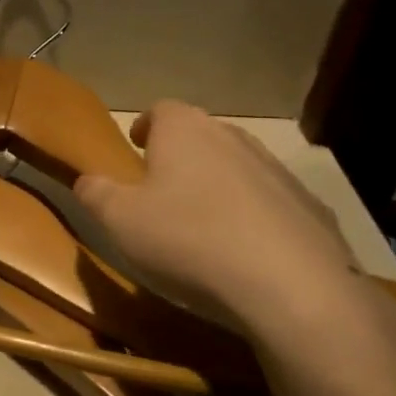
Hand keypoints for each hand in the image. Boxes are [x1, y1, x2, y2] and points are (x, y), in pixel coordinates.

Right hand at [73, 100, 361, 345]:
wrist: (291, 286)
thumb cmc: (188, 240)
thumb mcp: (120, 221)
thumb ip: (96, 194)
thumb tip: (85, 180)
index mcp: (185, 131)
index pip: (161, 109)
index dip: (145, 126)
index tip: (136, 147)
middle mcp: (233, 137)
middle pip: (201, 135)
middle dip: (181, 156)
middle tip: (163, 189)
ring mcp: (277, 170)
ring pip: (238, 167)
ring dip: (218, 185)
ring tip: (203, 223)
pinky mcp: (310, 207)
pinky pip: (272, 203)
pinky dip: (255, 216)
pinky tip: (246, 252)